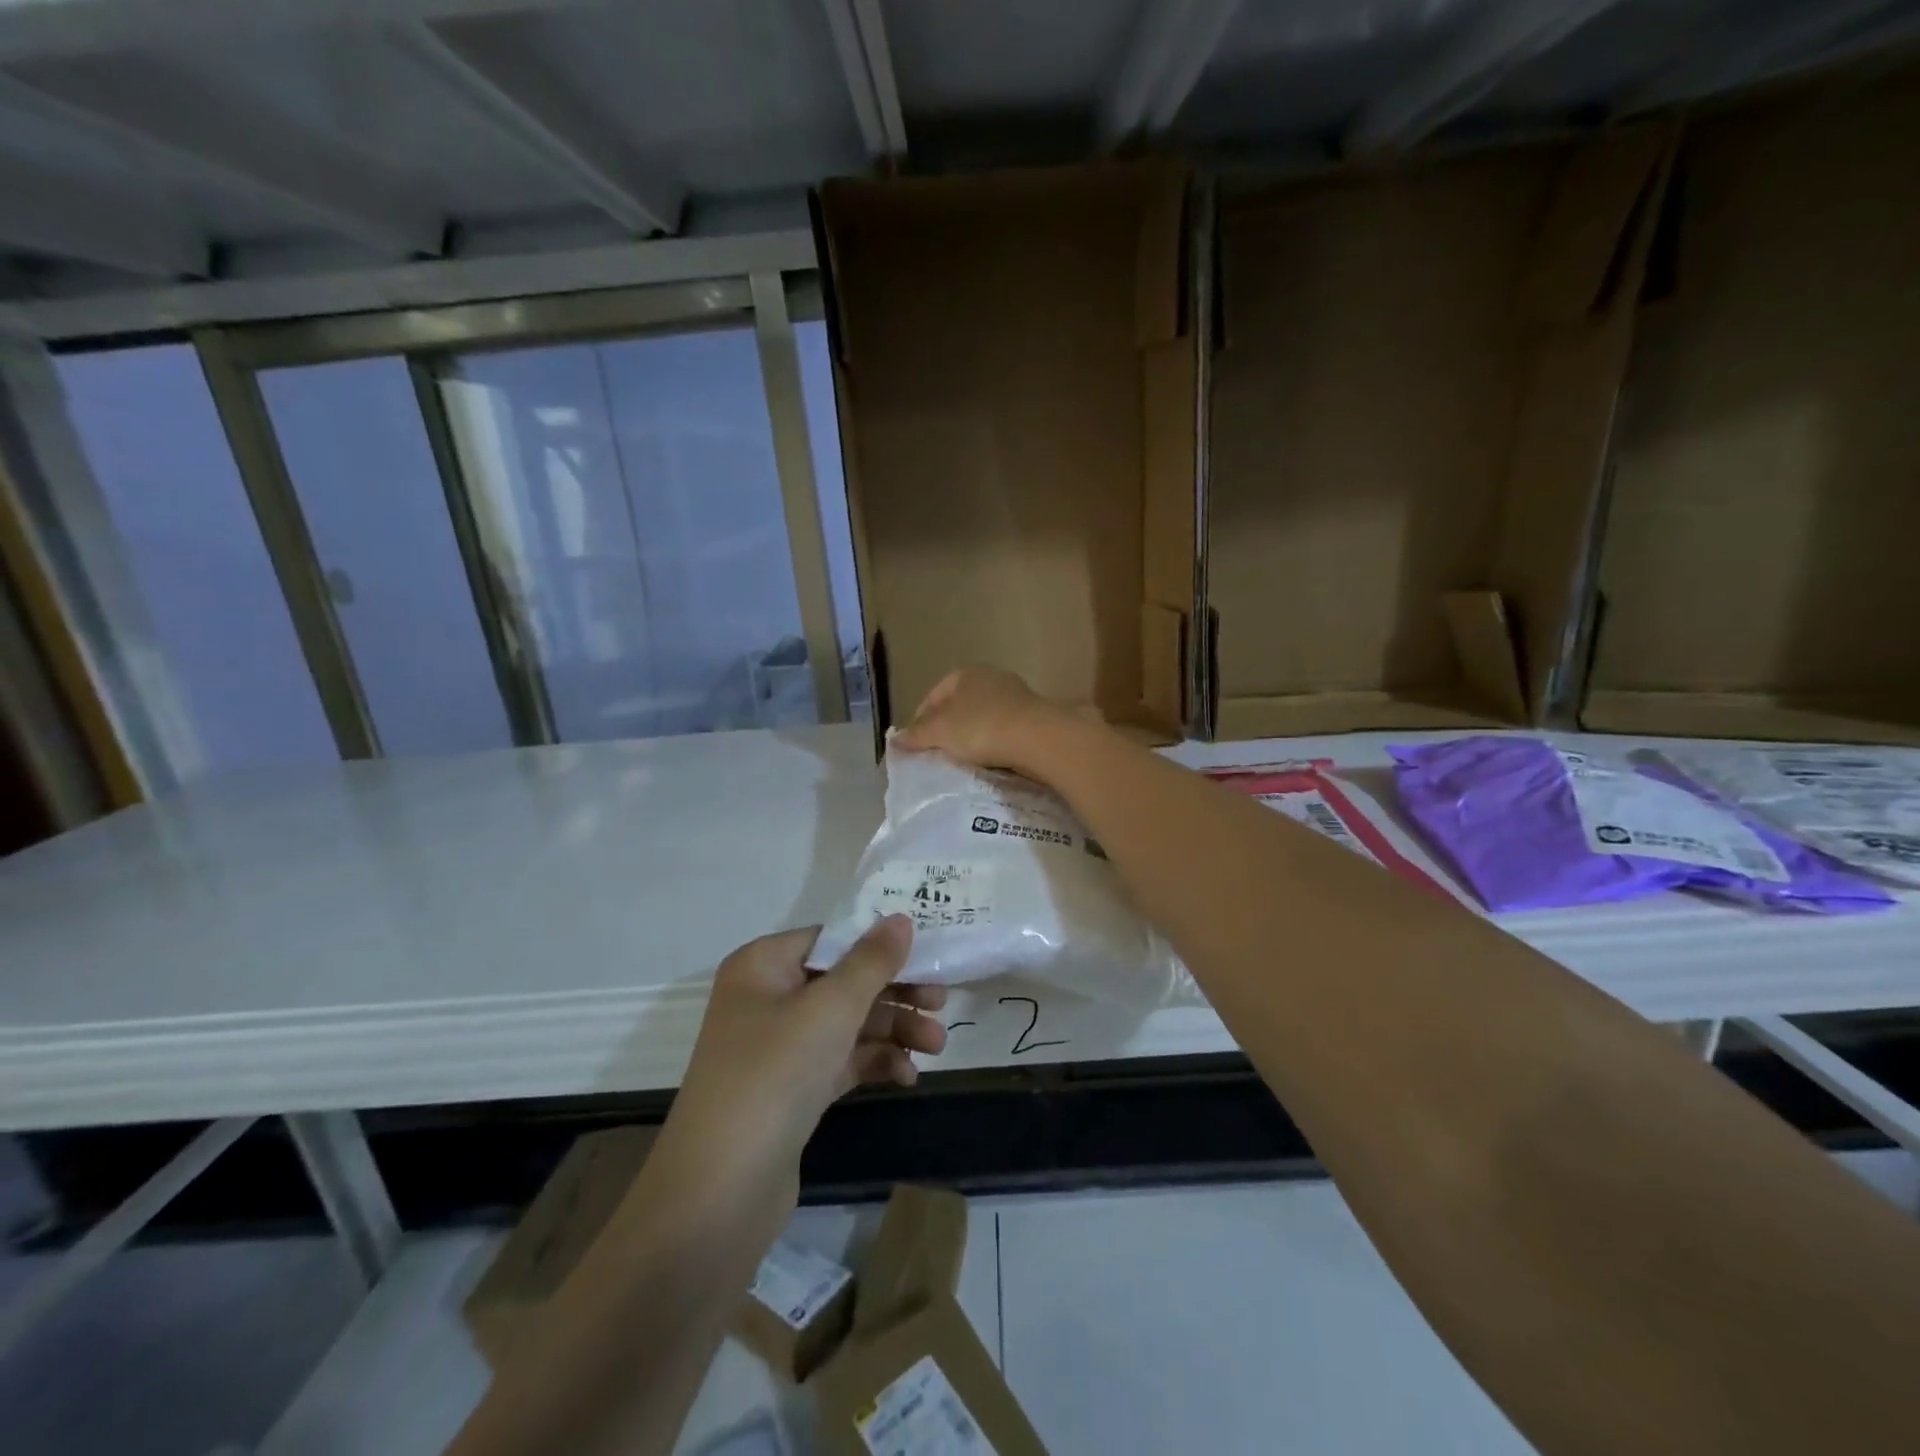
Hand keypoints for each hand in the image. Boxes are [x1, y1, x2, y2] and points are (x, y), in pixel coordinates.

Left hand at [666, 917, 946, 1182]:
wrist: (719, 1194)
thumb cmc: (774, 1075)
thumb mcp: (831, 1009)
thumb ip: (872, 962)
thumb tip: (901, 918)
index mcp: (762, 965)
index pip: (831, 939)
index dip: (879, 944)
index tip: (928, 955)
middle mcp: (767, 998)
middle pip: (843, 981)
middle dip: (895, 993)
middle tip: (942, 1003)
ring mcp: (778, 1047)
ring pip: (847, 1023)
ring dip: (893, 1030)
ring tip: (936, 1047)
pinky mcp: (791, 1090)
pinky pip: (841, 1060)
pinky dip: (874, 1062)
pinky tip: (907, 1077)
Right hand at [893, 665, 1071, 774]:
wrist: (1037, 738)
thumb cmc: (981, 728)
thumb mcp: (940, 733)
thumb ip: (916, 735)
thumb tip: (895, 739)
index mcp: (965, 674)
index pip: (934, 695)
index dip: (920, 720)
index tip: (915, 745)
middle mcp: (991, 678)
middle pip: (959, 706)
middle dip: (947, 729)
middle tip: (937, 755)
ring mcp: (1016, 696)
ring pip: (983, 719)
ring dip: (972, 738)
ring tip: (962, 763)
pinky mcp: (1034, 717)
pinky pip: (1004, 732)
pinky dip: (994, 745)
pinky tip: (990, 763)